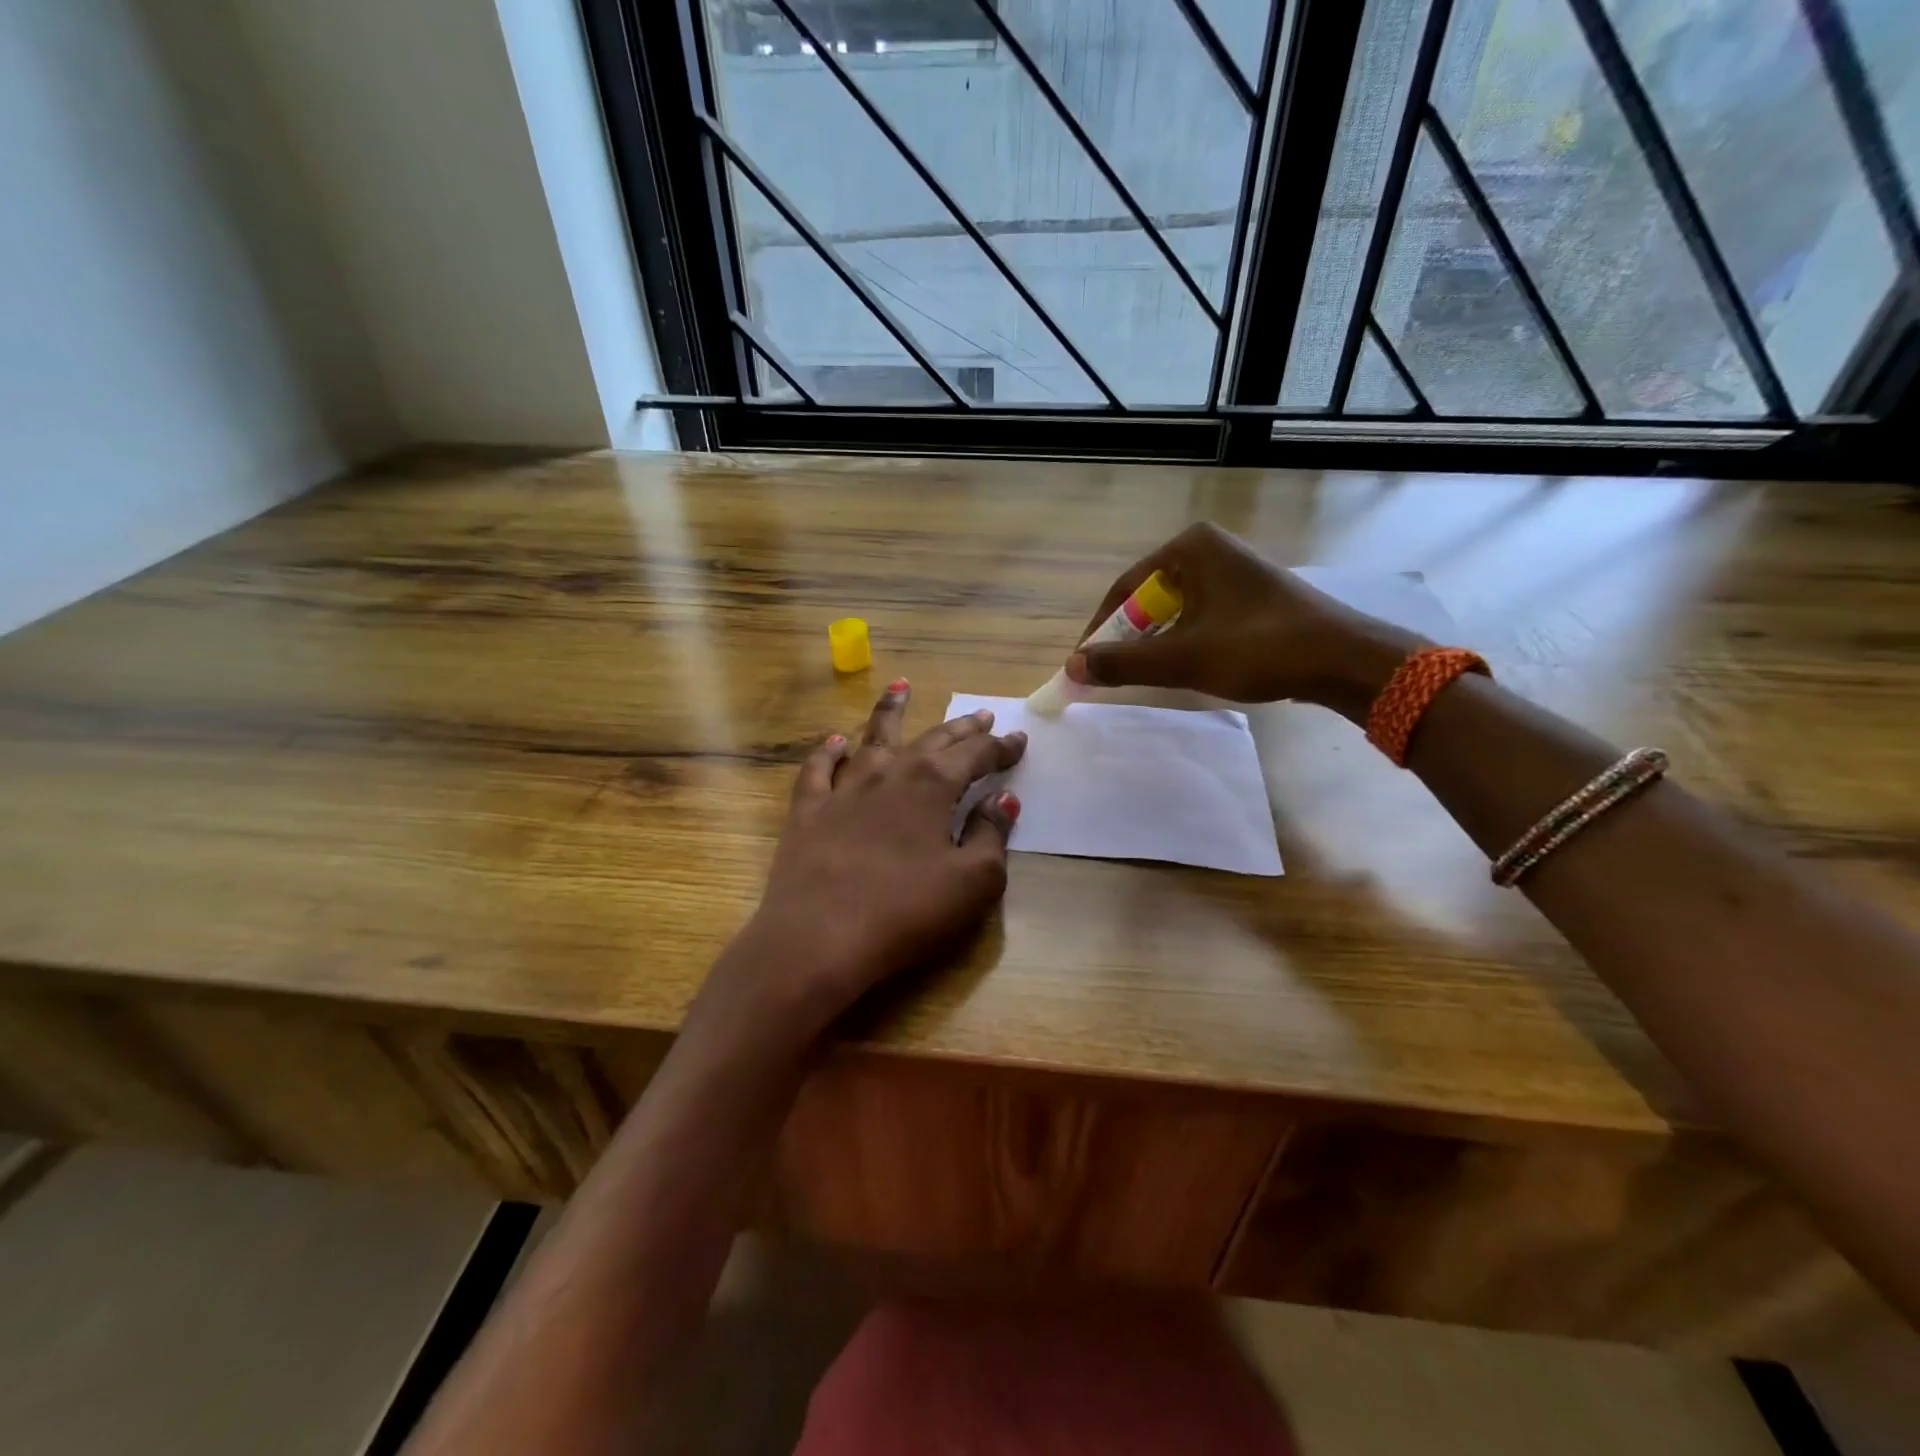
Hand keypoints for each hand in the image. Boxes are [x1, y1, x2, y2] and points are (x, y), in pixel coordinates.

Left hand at [695, 680, 1026, 1053]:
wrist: (819, 938)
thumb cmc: (906, 912)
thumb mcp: (973, 882)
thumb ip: (992, 834)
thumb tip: (1003, 798)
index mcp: (933, 785)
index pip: (976, 755)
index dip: (1000, 748)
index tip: (1018, 740)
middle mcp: (890, 773)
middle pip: (932, 740)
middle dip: (961, 727)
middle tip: (981, 714)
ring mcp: (844, 788)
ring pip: (872, 737)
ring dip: (891, 711)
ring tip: (902, 687)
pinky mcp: (808, 811)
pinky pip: (818, 769)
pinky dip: (828, 752)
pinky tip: (835, 741)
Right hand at [1064, 522, 1426, 717]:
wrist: (1344, 659)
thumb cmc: (1258, 649)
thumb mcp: (1182, 658)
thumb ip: (1123, 662)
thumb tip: (1072, 667)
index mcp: (1189, 548)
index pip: (1124, 589)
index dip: (1099, 630)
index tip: (1085, 664)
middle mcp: (1209, 548)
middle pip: (1148, 598)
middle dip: (1128, 637)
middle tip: (1113, 672)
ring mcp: (1233, 568)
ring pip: (1174, 609)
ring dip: (1156, 642)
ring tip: (1146, 674)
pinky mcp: (1251, 592)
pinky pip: (1200, 614)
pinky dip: (1184, 639)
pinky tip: (1186, 666)